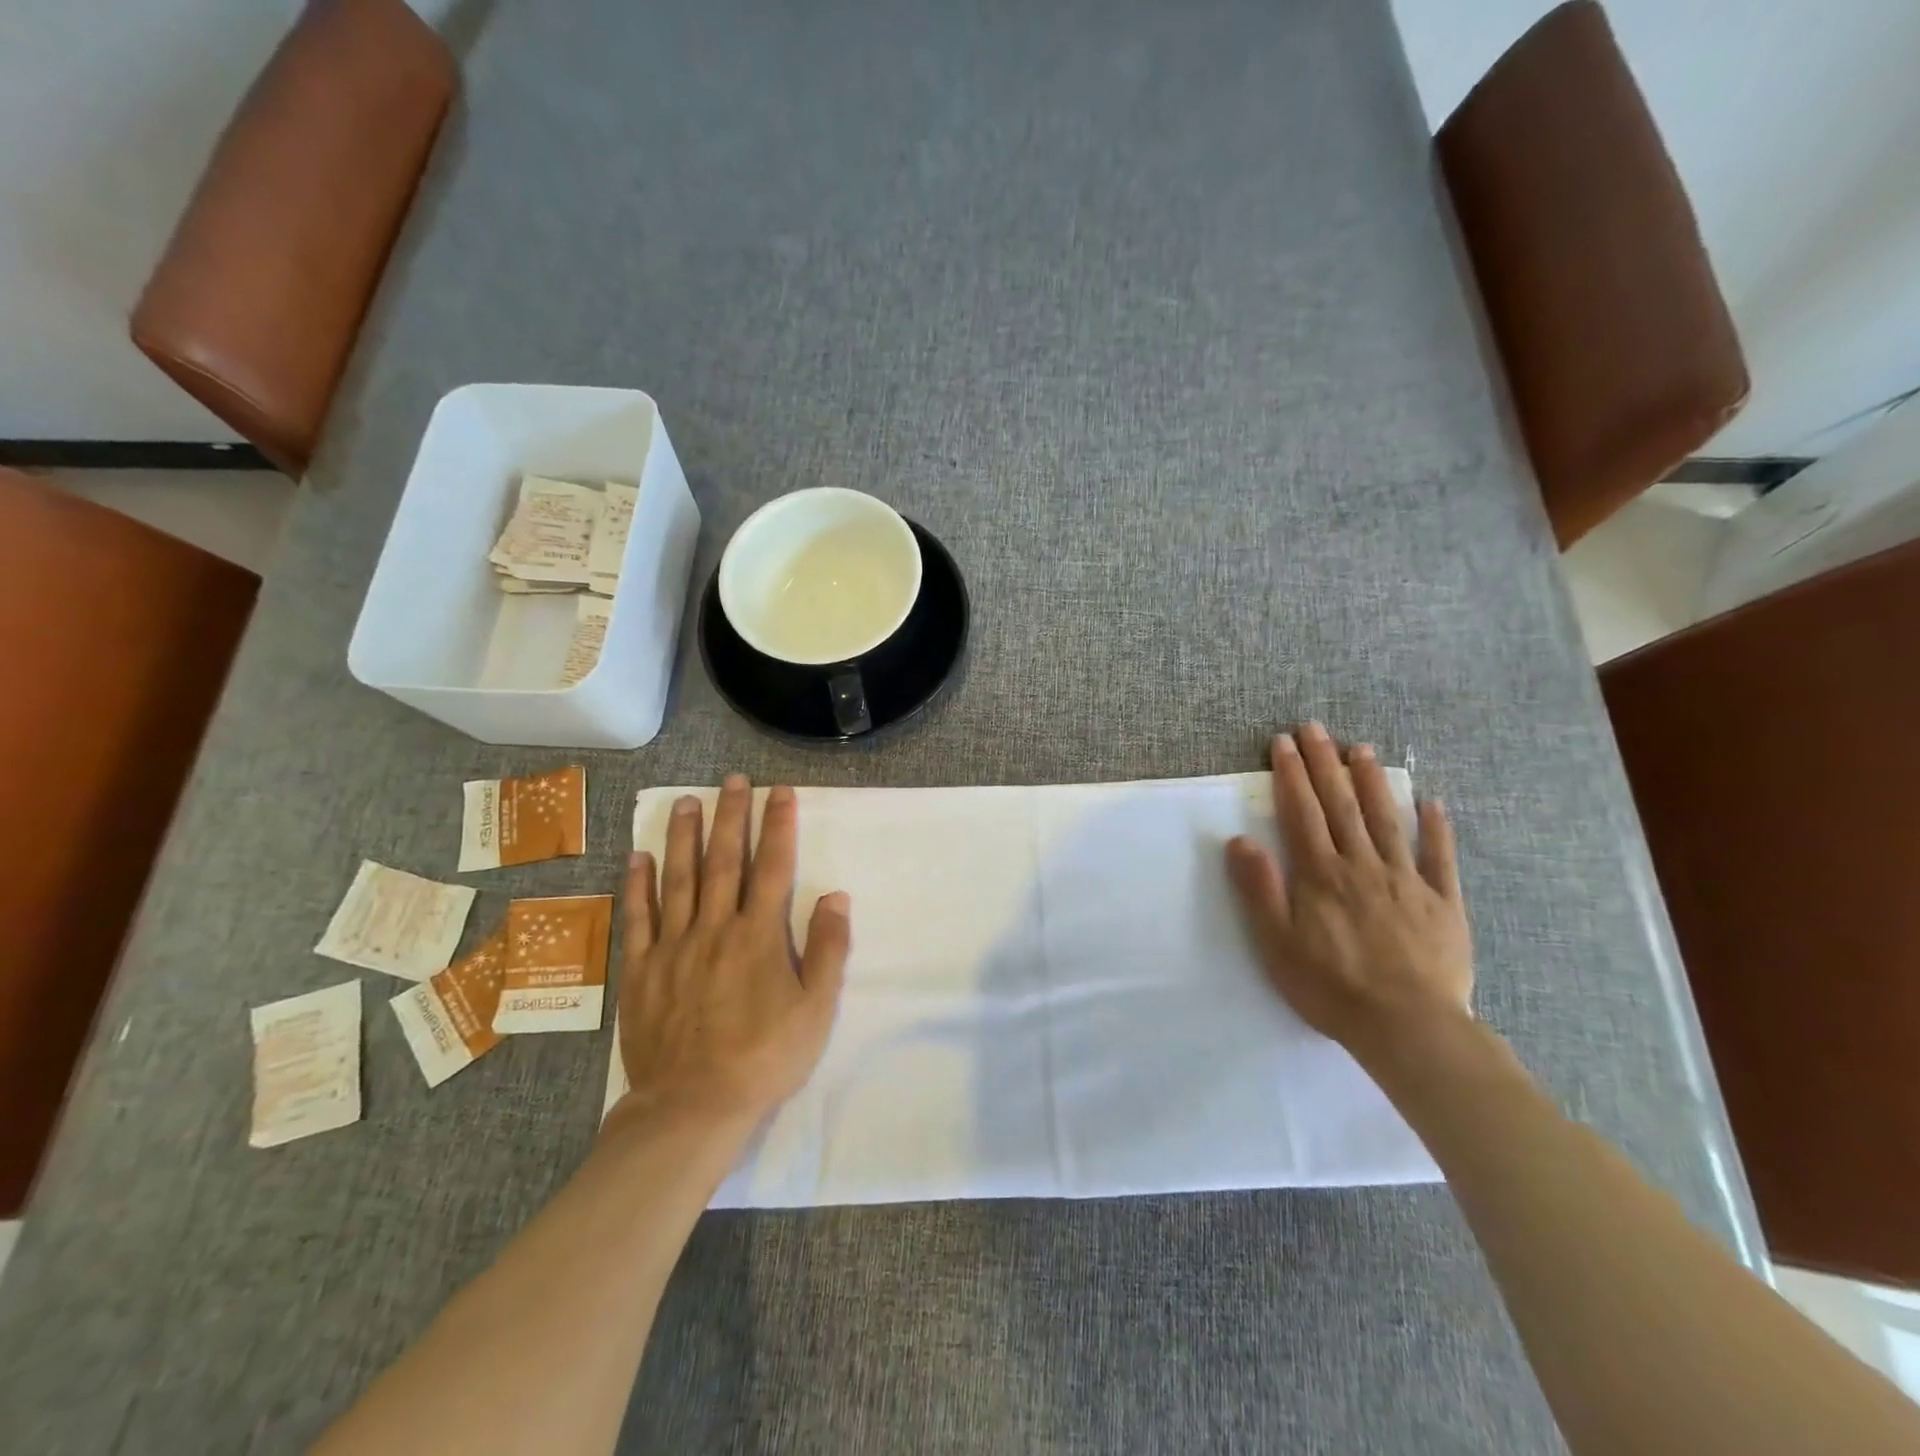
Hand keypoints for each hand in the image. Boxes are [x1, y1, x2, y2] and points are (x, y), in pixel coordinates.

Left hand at [613, 775, 850, 1127]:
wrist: (692, 1107)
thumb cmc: (764, 1058)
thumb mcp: (816, 1010)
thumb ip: (828, 950)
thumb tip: (837, 897)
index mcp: (759, 935)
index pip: (774, 867)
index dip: (779, 826)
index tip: (780, 792)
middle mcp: (715, 928)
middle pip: (725, 861)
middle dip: (731, 817)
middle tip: (732, 780)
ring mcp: (673, 946)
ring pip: (679, 879)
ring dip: (685, 837)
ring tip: (687, 802)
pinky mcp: (641, 970)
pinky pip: (638, 918)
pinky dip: (639, 885)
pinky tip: (640, 856)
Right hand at [1225, 722, 1472, 1061]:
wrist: (1408, 1027)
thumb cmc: (1331, 987)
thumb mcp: (1277, 943)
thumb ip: (1259, 889)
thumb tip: (1239, 840)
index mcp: (1321, 874)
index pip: (1302, 813)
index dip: (1291, 775)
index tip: (1283, 743)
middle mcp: (1362, 865)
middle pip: (1341, 805)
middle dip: (1324, 764)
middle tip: (1315, 728)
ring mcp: (1407, 880)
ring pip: (1386, 820)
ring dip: (1372, 782)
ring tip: (1361, 749)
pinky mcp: (1443, 903)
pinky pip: (1440, 858)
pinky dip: (1437, 828)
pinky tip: (1432, 802)